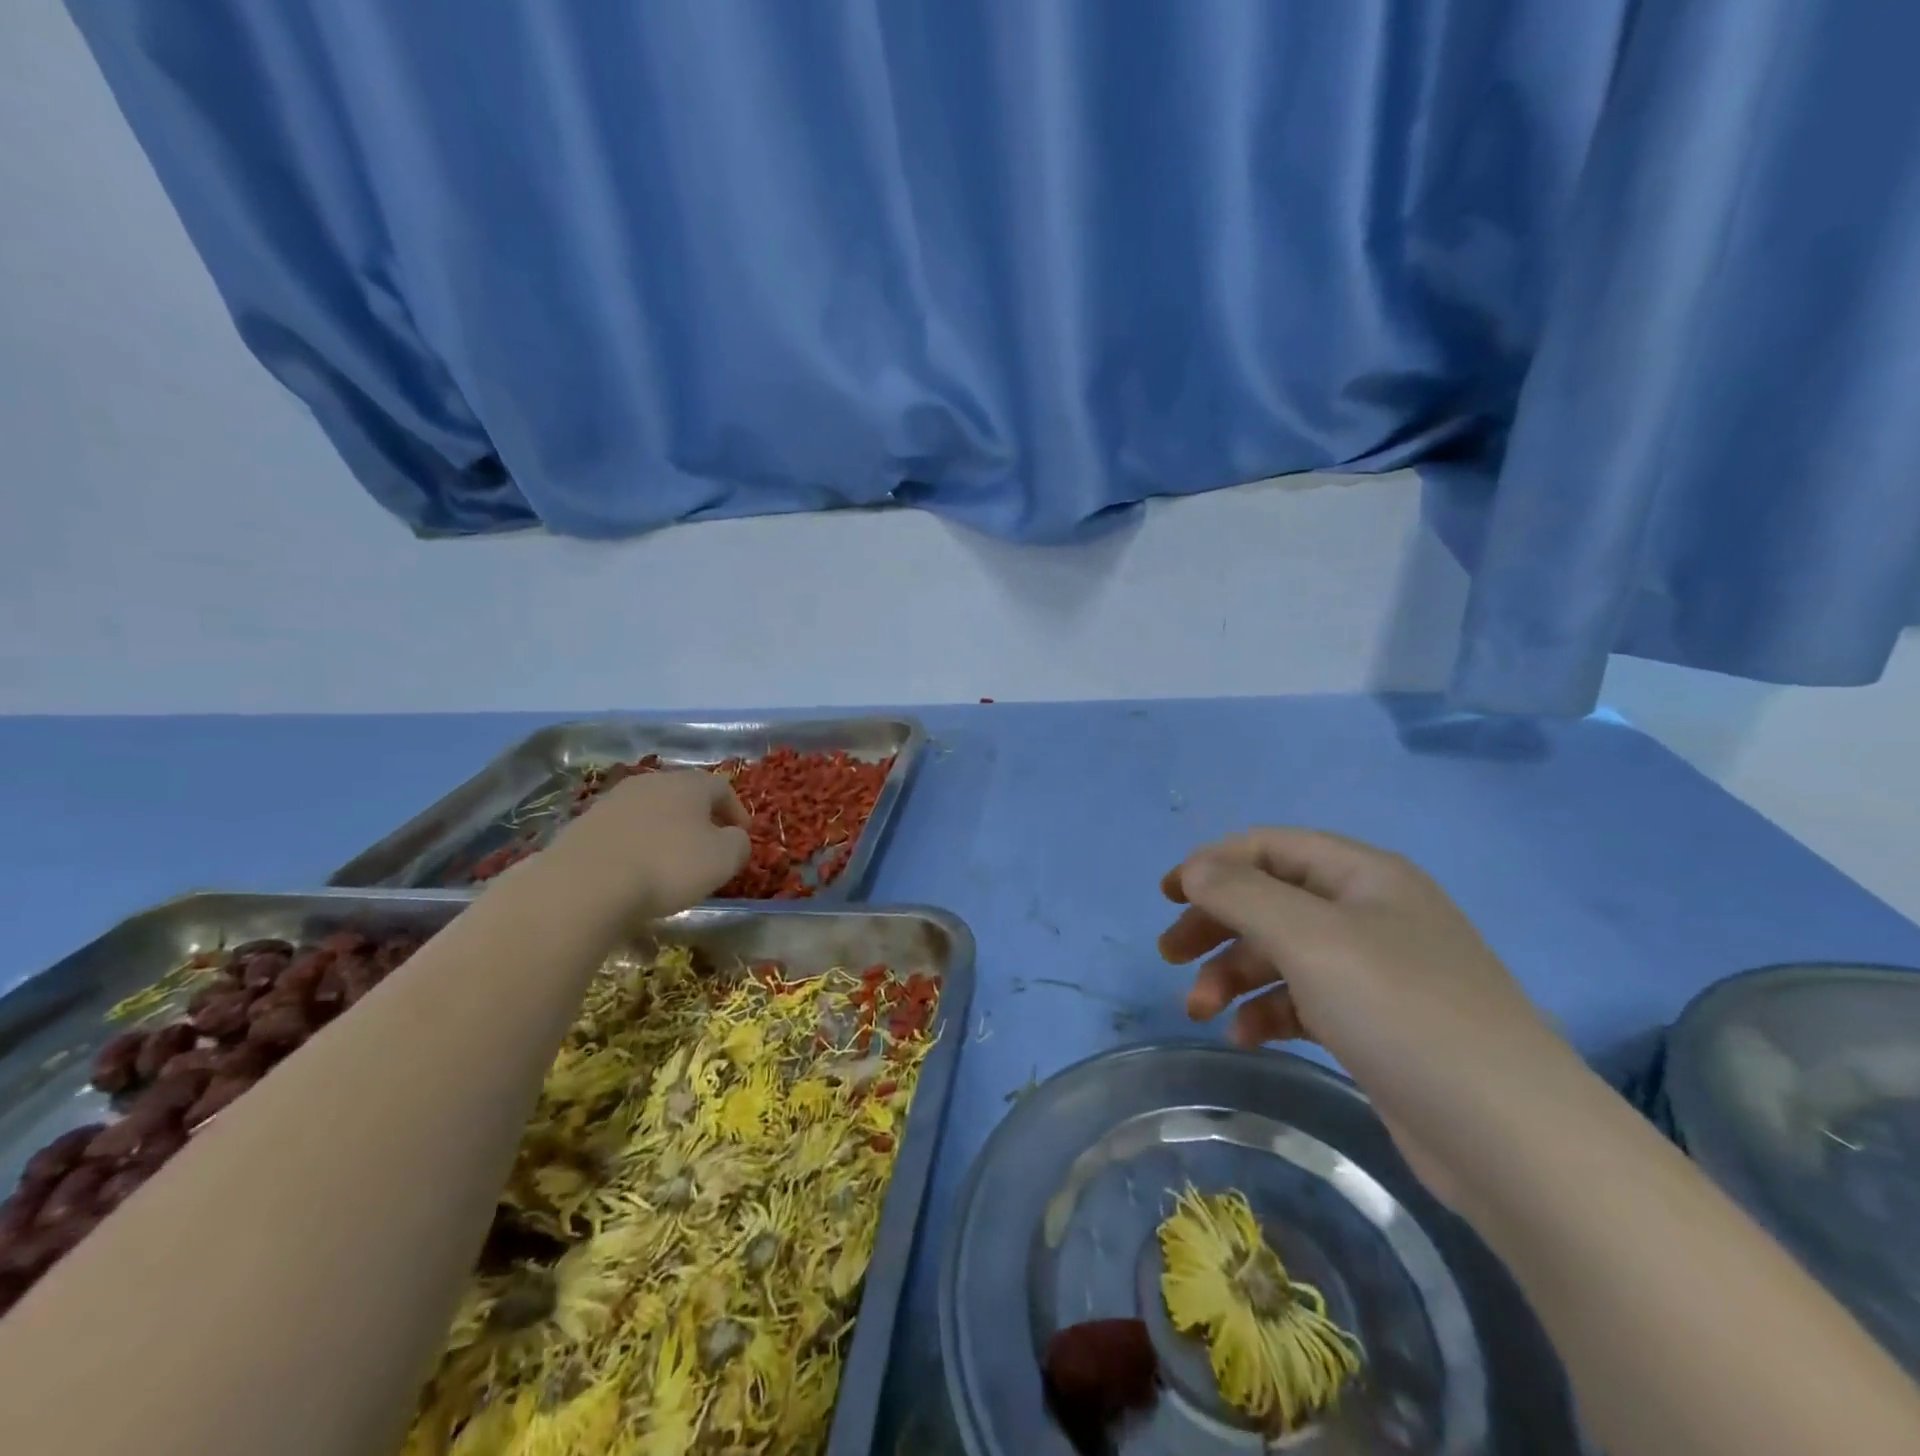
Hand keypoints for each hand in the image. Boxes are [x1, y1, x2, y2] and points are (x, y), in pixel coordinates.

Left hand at [537, 770, 750, 920]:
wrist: (584, 885)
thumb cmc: (668, 866)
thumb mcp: (724, 859)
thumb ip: (739, 844)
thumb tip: (734, 838)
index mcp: (688, 783)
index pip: (722, 788)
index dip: (736, 811)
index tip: (742, 836)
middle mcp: (650, 783)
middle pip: (683, 796)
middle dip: (698, 821)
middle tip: (707, 849)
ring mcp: (612, 803)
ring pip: (649, 815)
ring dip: (663, 835)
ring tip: (669, 867)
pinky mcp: (582, 827)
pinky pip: (621, 836)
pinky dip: (634, 851)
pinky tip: (634, 878)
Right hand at [1159, 828, 1582, 1207]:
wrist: (1514, 1141)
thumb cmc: (1403, 1012)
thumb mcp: (1311, 938)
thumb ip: (1242, 894)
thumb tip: (1194, 868)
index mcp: (1364, 876)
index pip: (1271, 847)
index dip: (1214, 864)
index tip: (1167, 897)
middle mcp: (1370, 914)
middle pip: (1271, 900)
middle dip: (1215, 924)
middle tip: (1168, 955)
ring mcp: (1376, 972)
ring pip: (1282, 954)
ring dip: (1233, 975)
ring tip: (1198, 1010)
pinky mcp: (1375, 1026)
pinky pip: (1303, 1001)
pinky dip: (1267, 1012)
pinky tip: (1244, 1037)